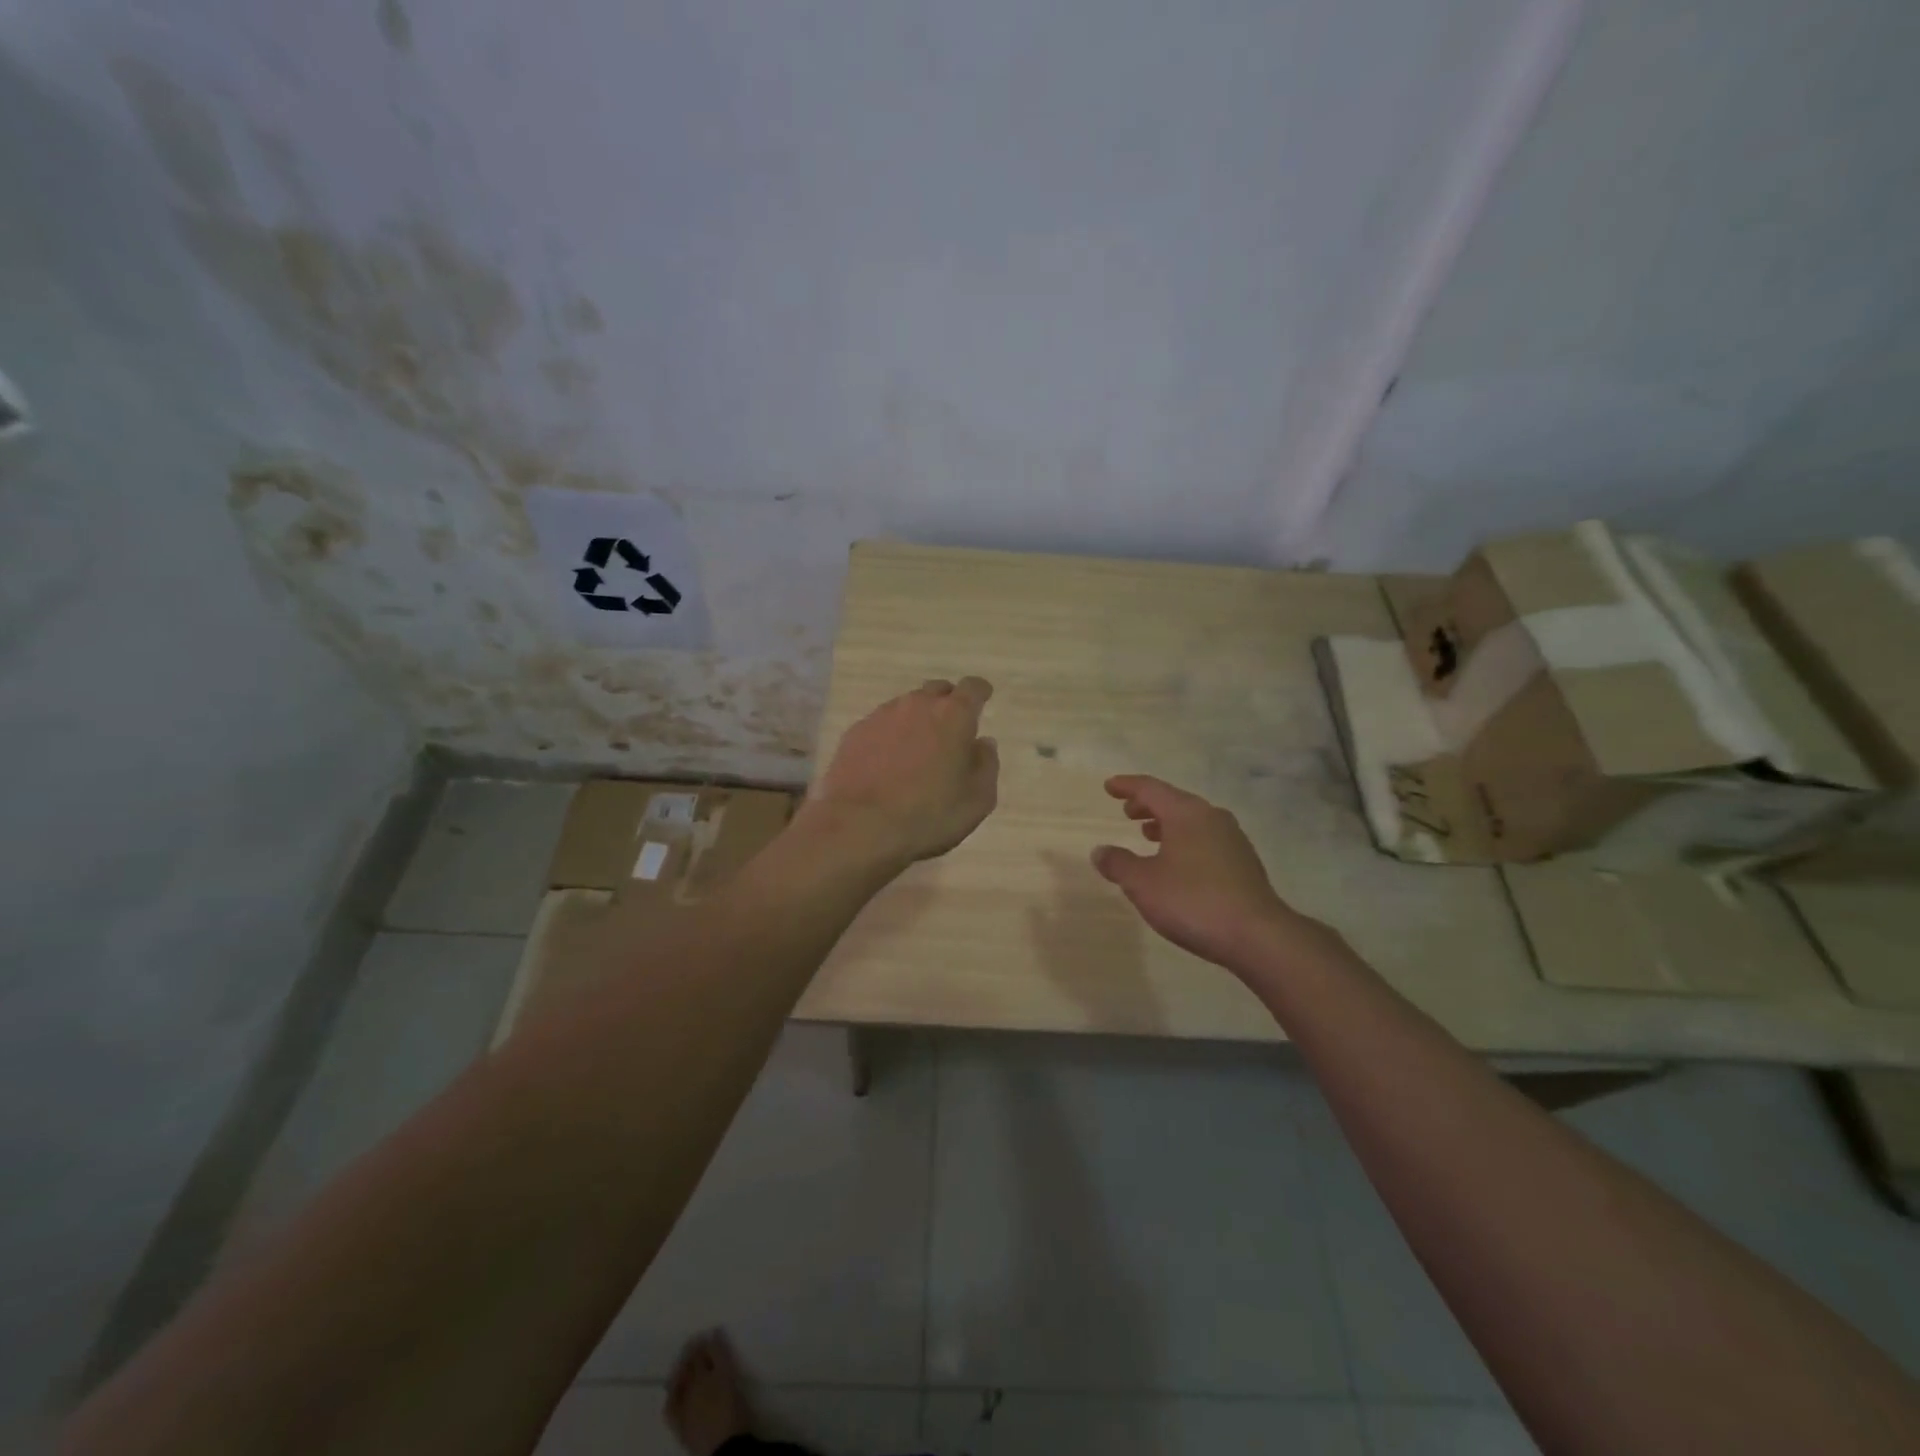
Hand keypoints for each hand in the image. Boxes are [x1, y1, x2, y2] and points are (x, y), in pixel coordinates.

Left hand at [804, 677, 999, 868]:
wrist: (859, 826)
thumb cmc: (929, 815)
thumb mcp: (977, 800)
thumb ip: (986, 765)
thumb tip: (983, 743)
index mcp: (953, 715)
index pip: (972, 687)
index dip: (979, 692)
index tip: (982, 699)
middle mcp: (917, 705)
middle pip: (937, 691)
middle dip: (947, 703)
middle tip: (950, 730)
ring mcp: (882, 716)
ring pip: (906, 706)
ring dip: (916, 720)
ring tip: (916, 750)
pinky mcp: (855, 732)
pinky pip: (880, 725)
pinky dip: (889, 736)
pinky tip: (887, 762)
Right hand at [1092, 774, 1319, 969]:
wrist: (1257, 935)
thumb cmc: (1192, 901)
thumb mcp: (1142, 883)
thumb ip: (1118, 863)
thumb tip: (1100, 851)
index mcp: (1186, 813)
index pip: (1151, 789)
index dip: (1127, 786)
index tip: (1109, 786)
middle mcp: (1211, 817)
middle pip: (1174, 801)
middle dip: (1148, 805)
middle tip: (1128, 812)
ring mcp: (1232, 839)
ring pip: (1193, 821)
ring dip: (1167, 824)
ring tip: (1148, 835)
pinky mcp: (1244, 863)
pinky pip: (1206, 839)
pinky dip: (1185, 841)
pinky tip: (1178, 864)